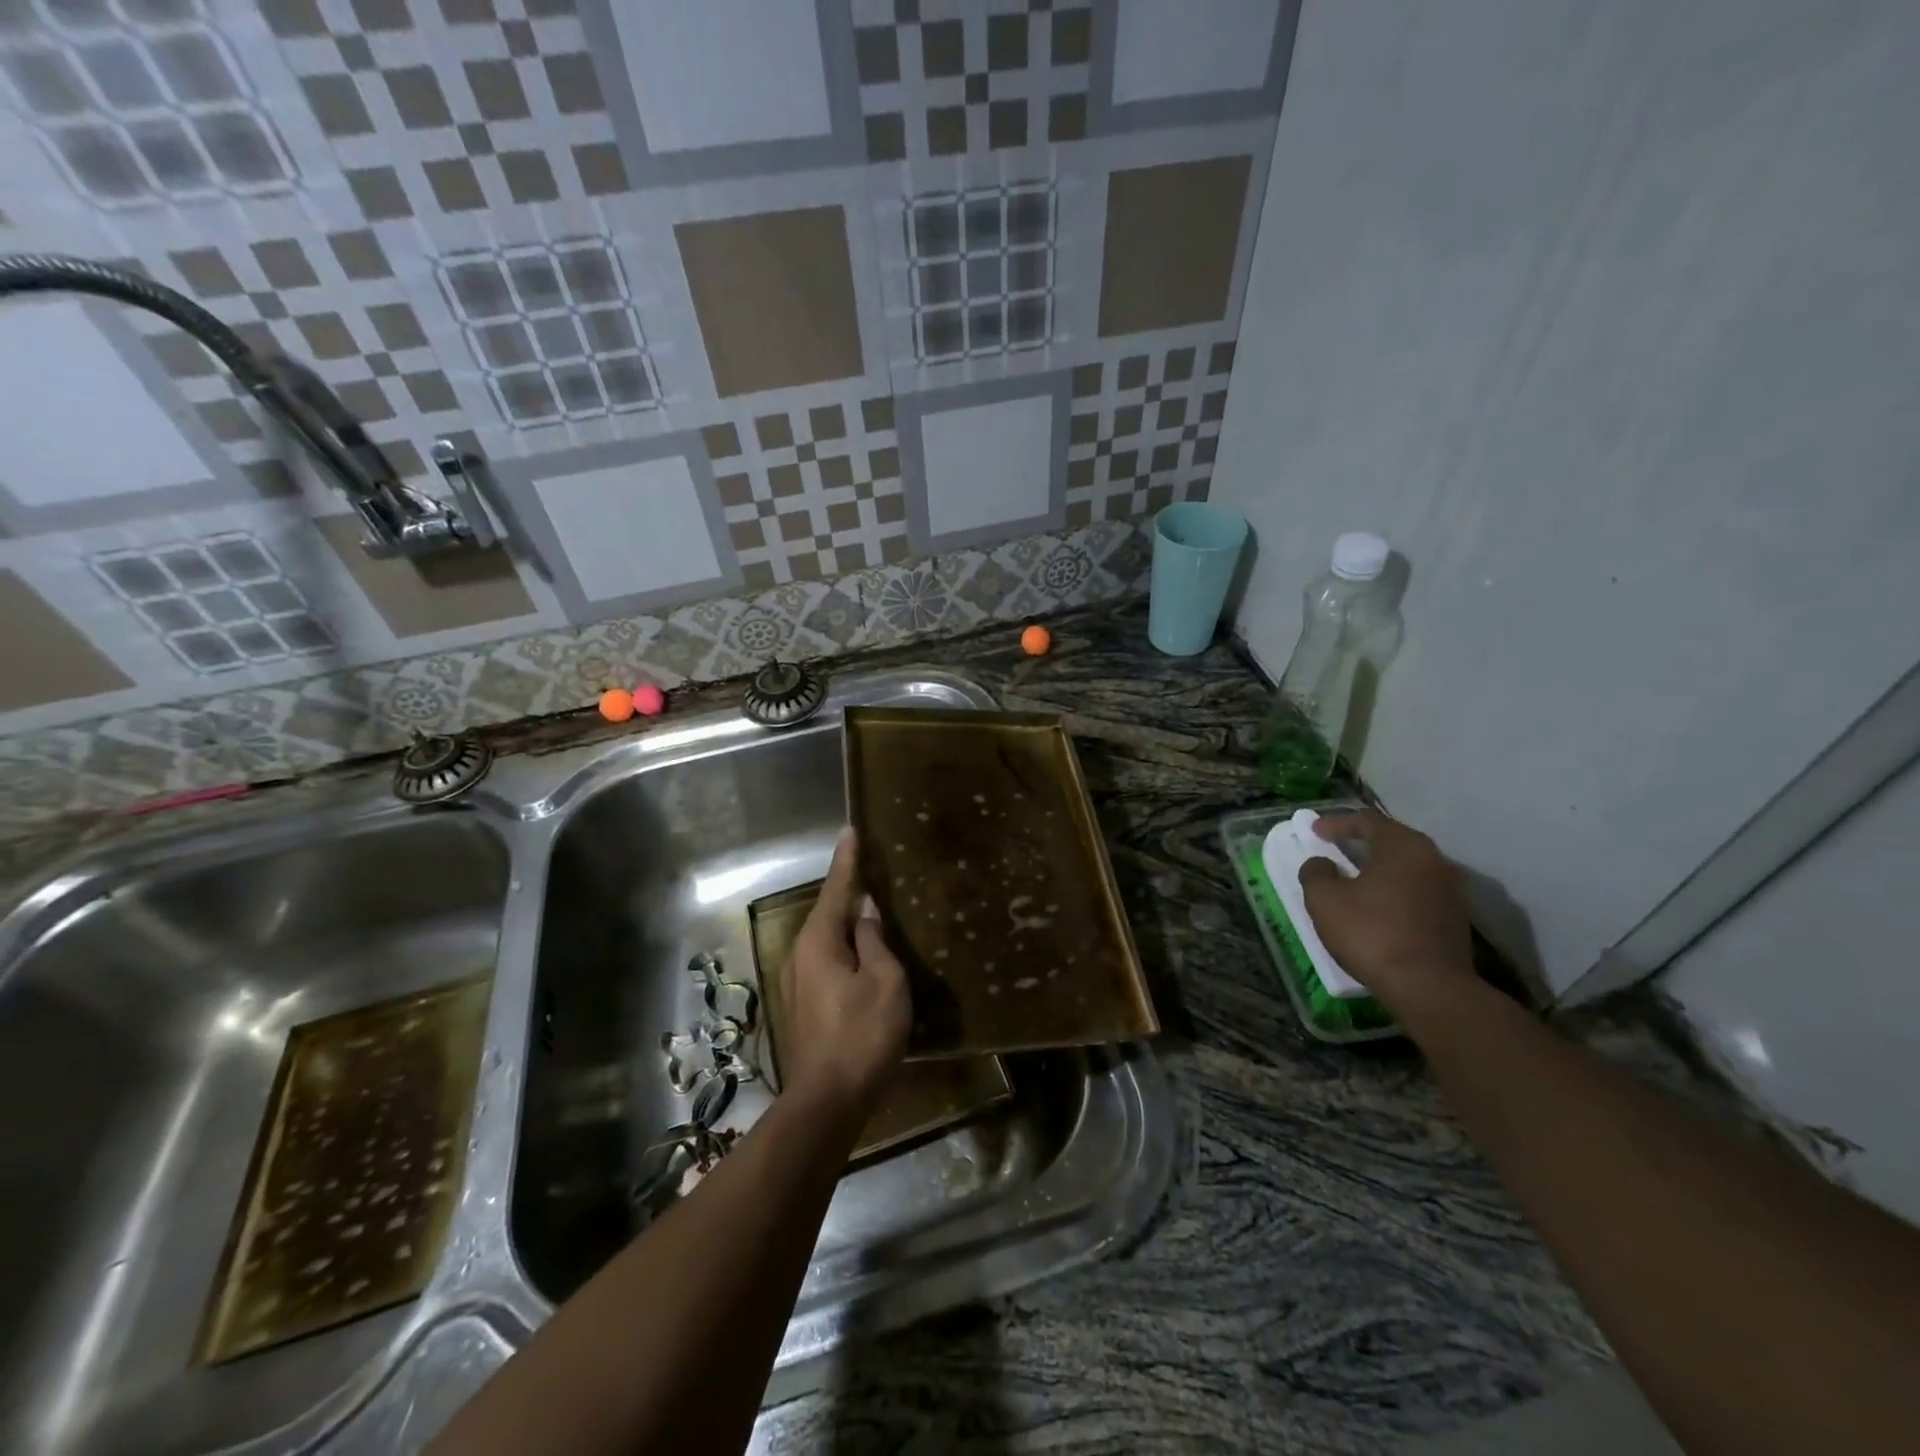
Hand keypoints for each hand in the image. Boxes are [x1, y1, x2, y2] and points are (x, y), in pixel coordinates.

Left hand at [780, 828, 910, 1117]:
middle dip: (845, 892)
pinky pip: (822, 961)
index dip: (846, 860)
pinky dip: (840, 949)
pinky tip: (858, 955)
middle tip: (867, 870)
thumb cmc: (863, 1035)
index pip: (835, 890)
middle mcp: (798, 956)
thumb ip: (873, 940)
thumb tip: (865, 911)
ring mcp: (794, 983)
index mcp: (818, 943)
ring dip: (843, 924)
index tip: (850, 831)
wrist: (828, 1102)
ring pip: (823, 940)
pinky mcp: (800, 1006)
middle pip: (825, 914)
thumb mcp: (884, 981)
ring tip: (867, 911)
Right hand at [1298, 810, 1477, 1022]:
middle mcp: (1434, 860)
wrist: (1429, 987)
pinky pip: (1418, 892)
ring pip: (1408, 868)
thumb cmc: (1372, 932)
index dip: (1337, 823)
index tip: (1315, 831)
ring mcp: (1450, 890)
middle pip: (1393, 841)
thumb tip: (1321, 863)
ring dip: (1380, 869)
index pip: (1367, 821)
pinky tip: (1378, 907)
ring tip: (1355, 879)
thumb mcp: (1325, 900)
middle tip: (1336, 847)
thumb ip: (1316, 873)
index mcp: (1404, 846)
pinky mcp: (1455, 919)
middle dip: (1362, 842)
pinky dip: (1395, 891)